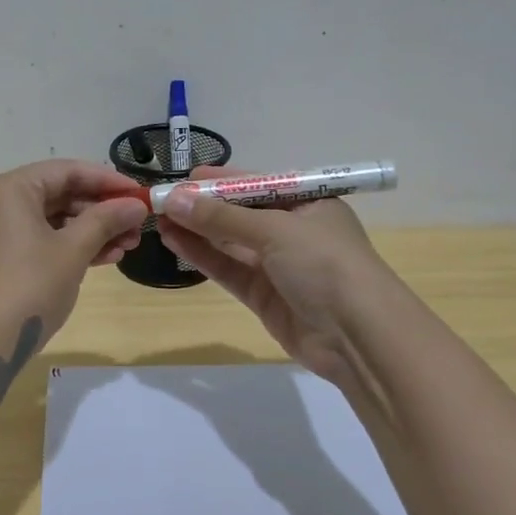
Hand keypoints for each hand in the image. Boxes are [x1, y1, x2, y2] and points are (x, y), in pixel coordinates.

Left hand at [0, 159, 147, 349]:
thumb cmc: (28, 288)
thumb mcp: (73, 251)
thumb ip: (106, 221)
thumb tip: (137, 205)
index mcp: (8, 188)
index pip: (67, 171)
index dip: (108, 181)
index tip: (141, 195)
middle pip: (57, 194)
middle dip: (101, 211)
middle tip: (137, 226)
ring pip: (48, 219)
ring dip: (88, 231)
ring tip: (127, 247)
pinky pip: (35, 239)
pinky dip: (65, 246)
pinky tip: (102, 258)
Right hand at [156, 167, 395, 383]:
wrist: (358, 336)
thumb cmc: (325, 265)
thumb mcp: (275, 230)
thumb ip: (222, 217)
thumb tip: (174, 199)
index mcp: (308, 203)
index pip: (258, 184)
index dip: (221, 181)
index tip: (183, 178)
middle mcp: (293, 230)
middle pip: (239, 213)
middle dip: (202, 206)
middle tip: (160, 199)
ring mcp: (277, 265)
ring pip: (229, 242)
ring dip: (196, 230)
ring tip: (158, 219)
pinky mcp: (263, 295)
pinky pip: (228, 269)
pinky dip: (202, 256)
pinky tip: (174, 241)